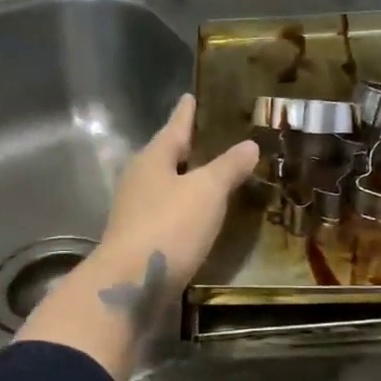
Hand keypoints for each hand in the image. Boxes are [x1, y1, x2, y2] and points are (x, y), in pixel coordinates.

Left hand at [15, 96, 254, 380]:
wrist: (131, 284)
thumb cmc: (170, 226)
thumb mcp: (207, 191)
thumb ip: (228, 167)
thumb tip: (249, 144)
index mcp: (153, 159)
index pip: (174, 127)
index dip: (186, 113)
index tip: (190, 96)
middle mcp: (139, 180)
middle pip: (166, 156)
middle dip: (187, 147)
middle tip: (210, 137)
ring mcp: (135, 212)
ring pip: (165, 186)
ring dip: (186, 180)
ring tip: (211, 176)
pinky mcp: (140, 240)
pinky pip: (167, 213)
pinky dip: (184, 208)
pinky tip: (199, 216)